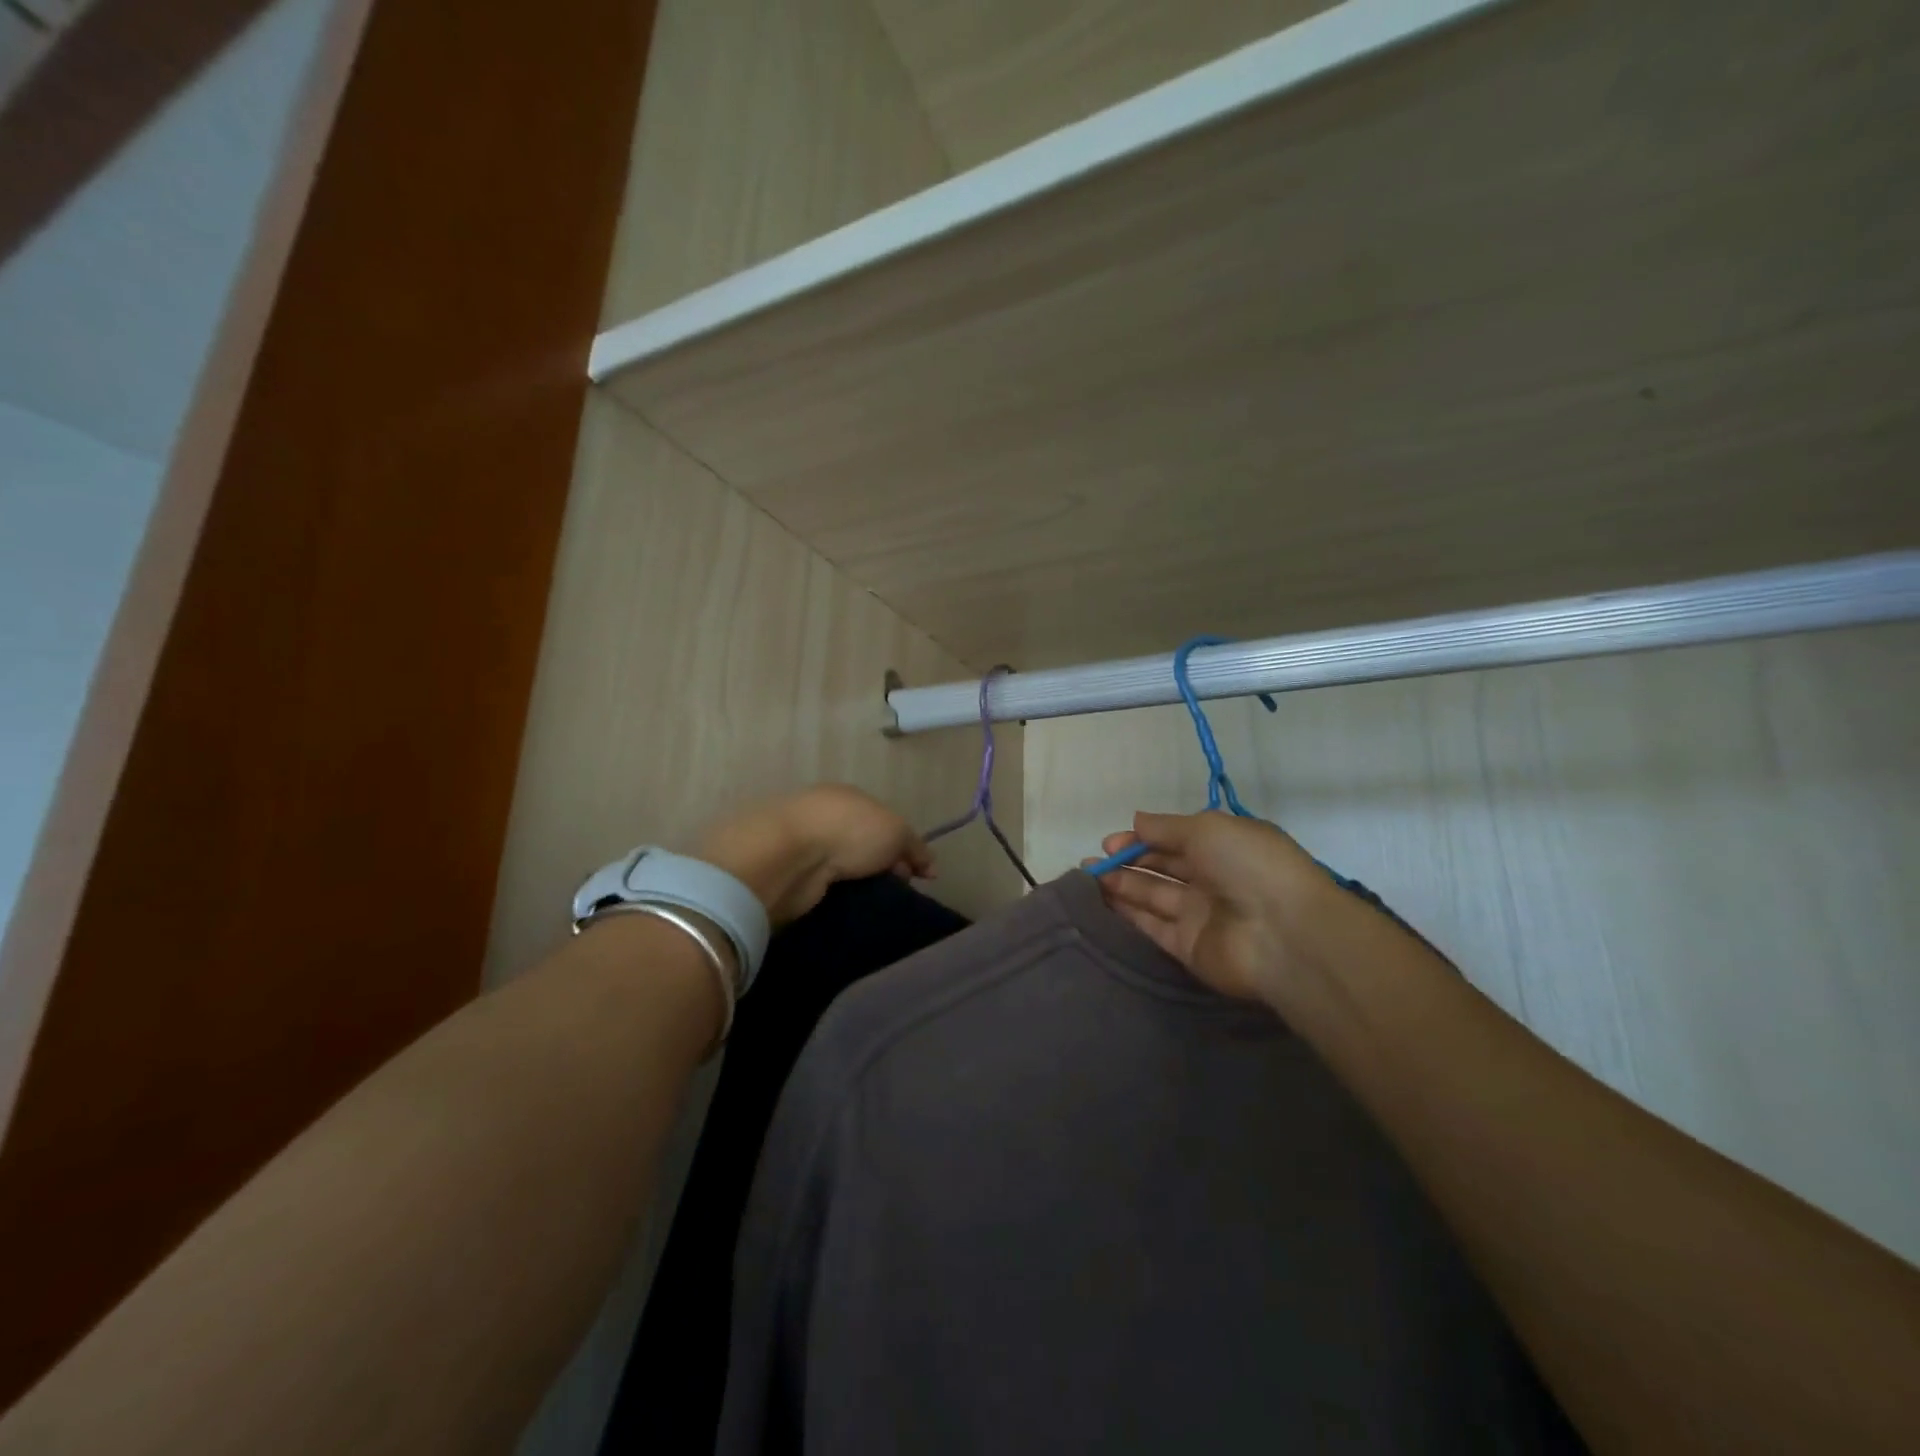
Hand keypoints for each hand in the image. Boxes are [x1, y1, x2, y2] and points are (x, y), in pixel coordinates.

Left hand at [695, 784, 933, 926]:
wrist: (789, 855)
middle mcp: (824, 815)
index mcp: (849, 797)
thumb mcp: (897, 832)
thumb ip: (914, 847)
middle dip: (880, 866)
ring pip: (839, 865)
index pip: (882, 821)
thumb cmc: (849, 831)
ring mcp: (802, 843)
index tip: (917, 875)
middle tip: (897, 891)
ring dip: (855, 882)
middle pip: (861, 843)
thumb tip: (928, 866)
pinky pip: (820, 884)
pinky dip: (833, 894)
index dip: (903, 846)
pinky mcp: (787, 872)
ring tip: (873, 904)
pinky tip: (846, 907)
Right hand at [1088, 811, 1336, 1005]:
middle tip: (1094, 862)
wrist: (1283, 934)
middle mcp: (1212, 880)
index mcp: (1223, 847)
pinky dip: (1128, 914)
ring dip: (1122, 886)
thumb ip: (1166, 827)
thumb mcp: (1206, 829)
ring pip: (1153, 897)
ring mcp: (1200, 916)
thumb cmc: (1248, 866)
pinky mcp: (1188, 948)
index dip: (1142, 839)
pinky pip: (1153, 927)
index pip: (1175, 840)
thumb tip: (1137, 820)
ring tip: (1088, 878)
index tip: (1112, 843)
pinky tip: (1101, 903)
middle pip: (1162, 868)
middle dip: (1128, 862)